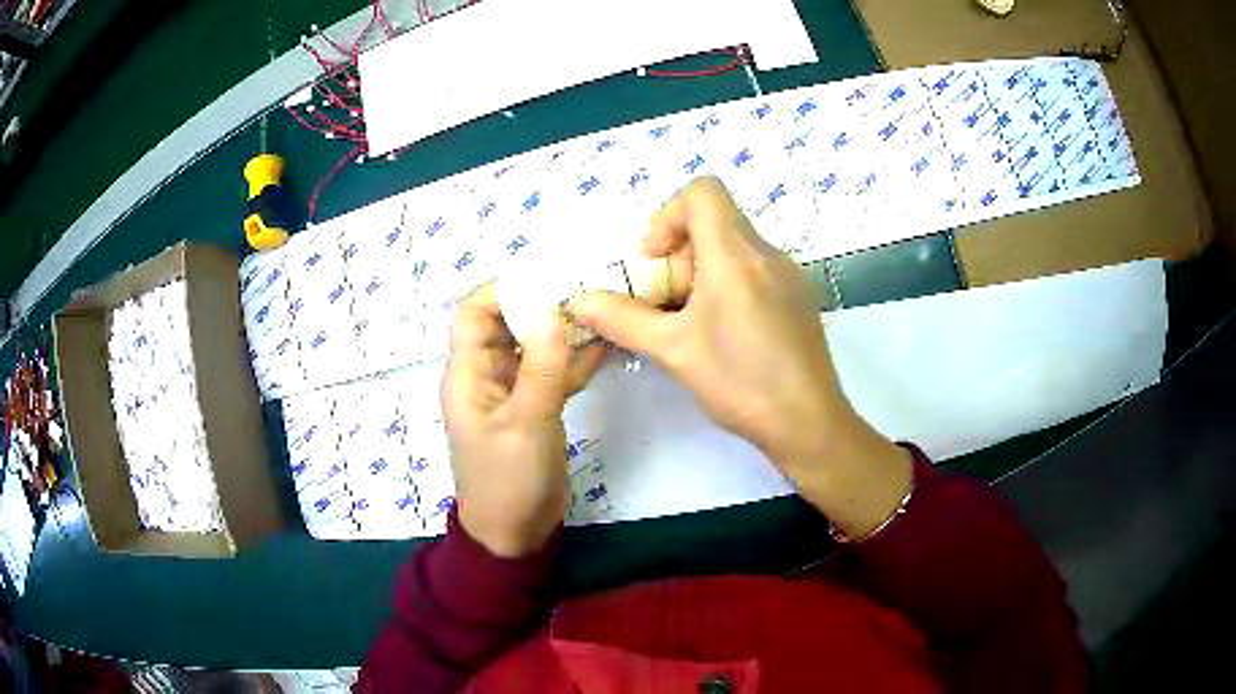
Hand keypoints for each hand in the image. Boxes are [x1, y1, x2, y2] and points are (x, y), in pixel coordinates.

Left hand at [442, 283, 606, 557]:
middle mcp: (487, 375)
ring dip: (561, 328)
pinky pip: (552, 372)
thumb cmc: (508, 481)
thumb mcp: (526, 424)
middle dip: (540, 301)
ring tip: (600, 303)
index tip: (546, 273)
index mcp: (469, 374)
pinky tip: (606, 343)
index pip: (473, 313)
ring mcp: (513, 391)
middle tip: (584, 281)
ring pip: (534, 345)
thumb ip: (541, 368)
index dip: (502, 288)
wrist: (514, 534)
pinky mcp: (534, 408)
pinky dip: (574, 358)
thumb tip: (552, 311)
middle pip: (508, 323)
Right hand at [569, 177, 910, 537]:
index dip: (667, 216)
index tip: (654, 263)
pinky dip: (727, 286)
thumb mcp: (673, 351)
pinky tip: (724, 334)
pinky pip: (754, 270)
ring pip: (733, 248)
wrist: (809, 423)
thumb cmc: (740, 382)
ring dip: (700, 274)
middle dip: (677, 256)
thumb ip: (621, 320)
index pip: (702, 191)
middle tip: (665, 305)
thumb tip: (578, 302)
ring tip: (691, 324)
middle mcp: (767, 253)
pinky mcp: (798, 296)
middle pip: (713, 223)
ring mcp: (788, 274)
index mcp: (735, 254)